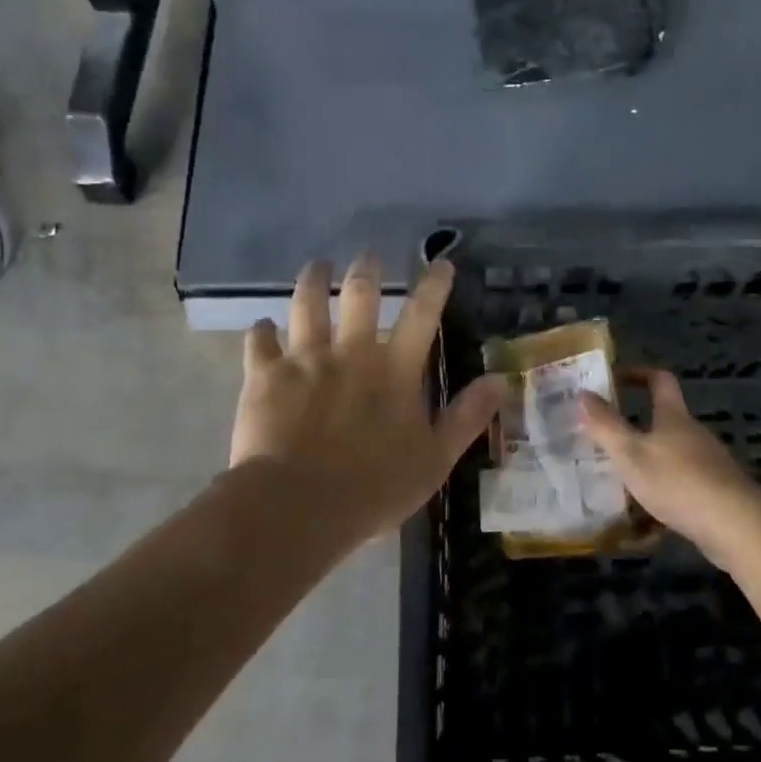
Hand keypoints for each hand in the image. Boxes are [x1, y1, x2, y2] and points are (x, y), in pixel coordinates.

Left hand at [232, 254, 503, 553]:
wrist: (298, 507)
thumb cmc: (374, 488)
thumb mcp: (435, 459)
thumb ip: (467, 417)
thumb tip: (500, 380)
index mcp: (395, 371)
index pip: (422, 315)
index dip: (435, 285)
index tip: (441, 263)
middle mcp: (351, 352)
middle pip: (361, 295)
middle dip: (367, 269)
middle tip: (368, 255)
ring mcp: (305, 360)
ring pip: (307, 304)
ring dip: (313, 280)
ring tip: (316, 266)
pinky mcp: (265, 376)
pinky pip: (260, 342)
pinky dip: (261, 331)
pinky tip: (262, 326)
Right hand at [578, 370, 760, 555]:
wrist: (734, 524)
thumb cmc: (676, 481)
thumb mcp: (630, 453)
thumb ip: (605, 425)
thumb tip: (584, 393)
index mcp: (674, 417)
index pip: (659, 380)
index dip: (638, 374)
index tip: (614, 379)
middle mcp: (694, 434)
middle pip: (664, 422)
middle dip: (635, 430)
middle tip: (604, 442)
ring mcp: (709, 464)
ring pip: (671, 458)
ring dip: (647, 467)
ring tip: (619, 485)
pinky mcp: (716, 493)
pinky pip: (681, 489)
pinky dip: (662, 499)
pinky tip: (646, 526)